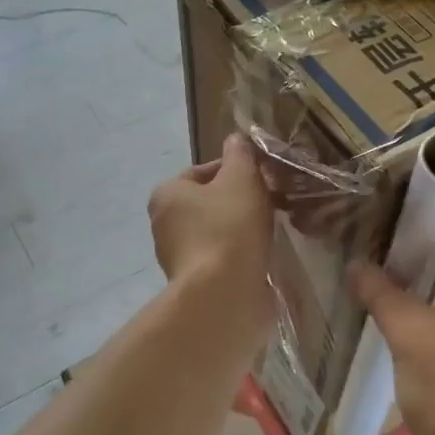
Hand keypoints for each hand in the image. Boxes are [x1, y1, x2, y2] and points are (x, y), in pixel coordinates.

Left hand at [148, 134, 274, 329]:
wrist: (224, 295)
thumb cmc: (229, 228)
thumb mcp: (241, 178)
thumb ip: (240, 155)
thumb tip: (236, 139)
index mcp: (167, 194)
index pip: (203, 171)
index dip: (235, 170)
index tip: (262, 178)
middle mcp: (164, 225)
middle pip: (209, 203)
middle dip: (238, 201)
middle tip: (270, 204)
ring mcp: (177, 258)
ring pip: (216, 232)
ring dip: (240, 230)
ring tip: (270, 231)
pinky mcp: (195, 284)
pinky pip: (221, 259)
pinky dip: (240, 256)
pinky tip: (261, 257)